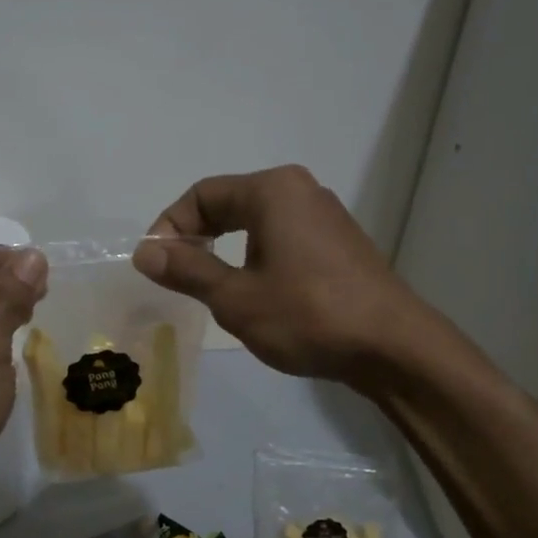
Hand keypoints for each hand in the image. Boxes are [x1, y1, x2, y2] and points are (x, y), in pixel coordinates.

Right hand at [133, 165, 423, 384]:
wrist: (392, 346)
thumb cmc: (307, 315)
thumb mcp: (235, 297)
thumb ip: (187, 270)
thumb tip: (145, 252)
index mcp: (272, 190)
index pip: (202, 195)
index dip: (169, 228)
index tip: (155, 266)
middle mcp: (299, 191)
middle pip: (228, 204)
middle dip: (196, 238)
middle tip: (176, 278)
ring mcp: (324, 217)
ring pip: (255, 224)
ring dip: (224, 251)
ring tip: (211, 291)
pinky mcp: (337, 244)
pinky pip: (281, 239)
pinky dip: (254, 259)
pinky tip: (255, 295)